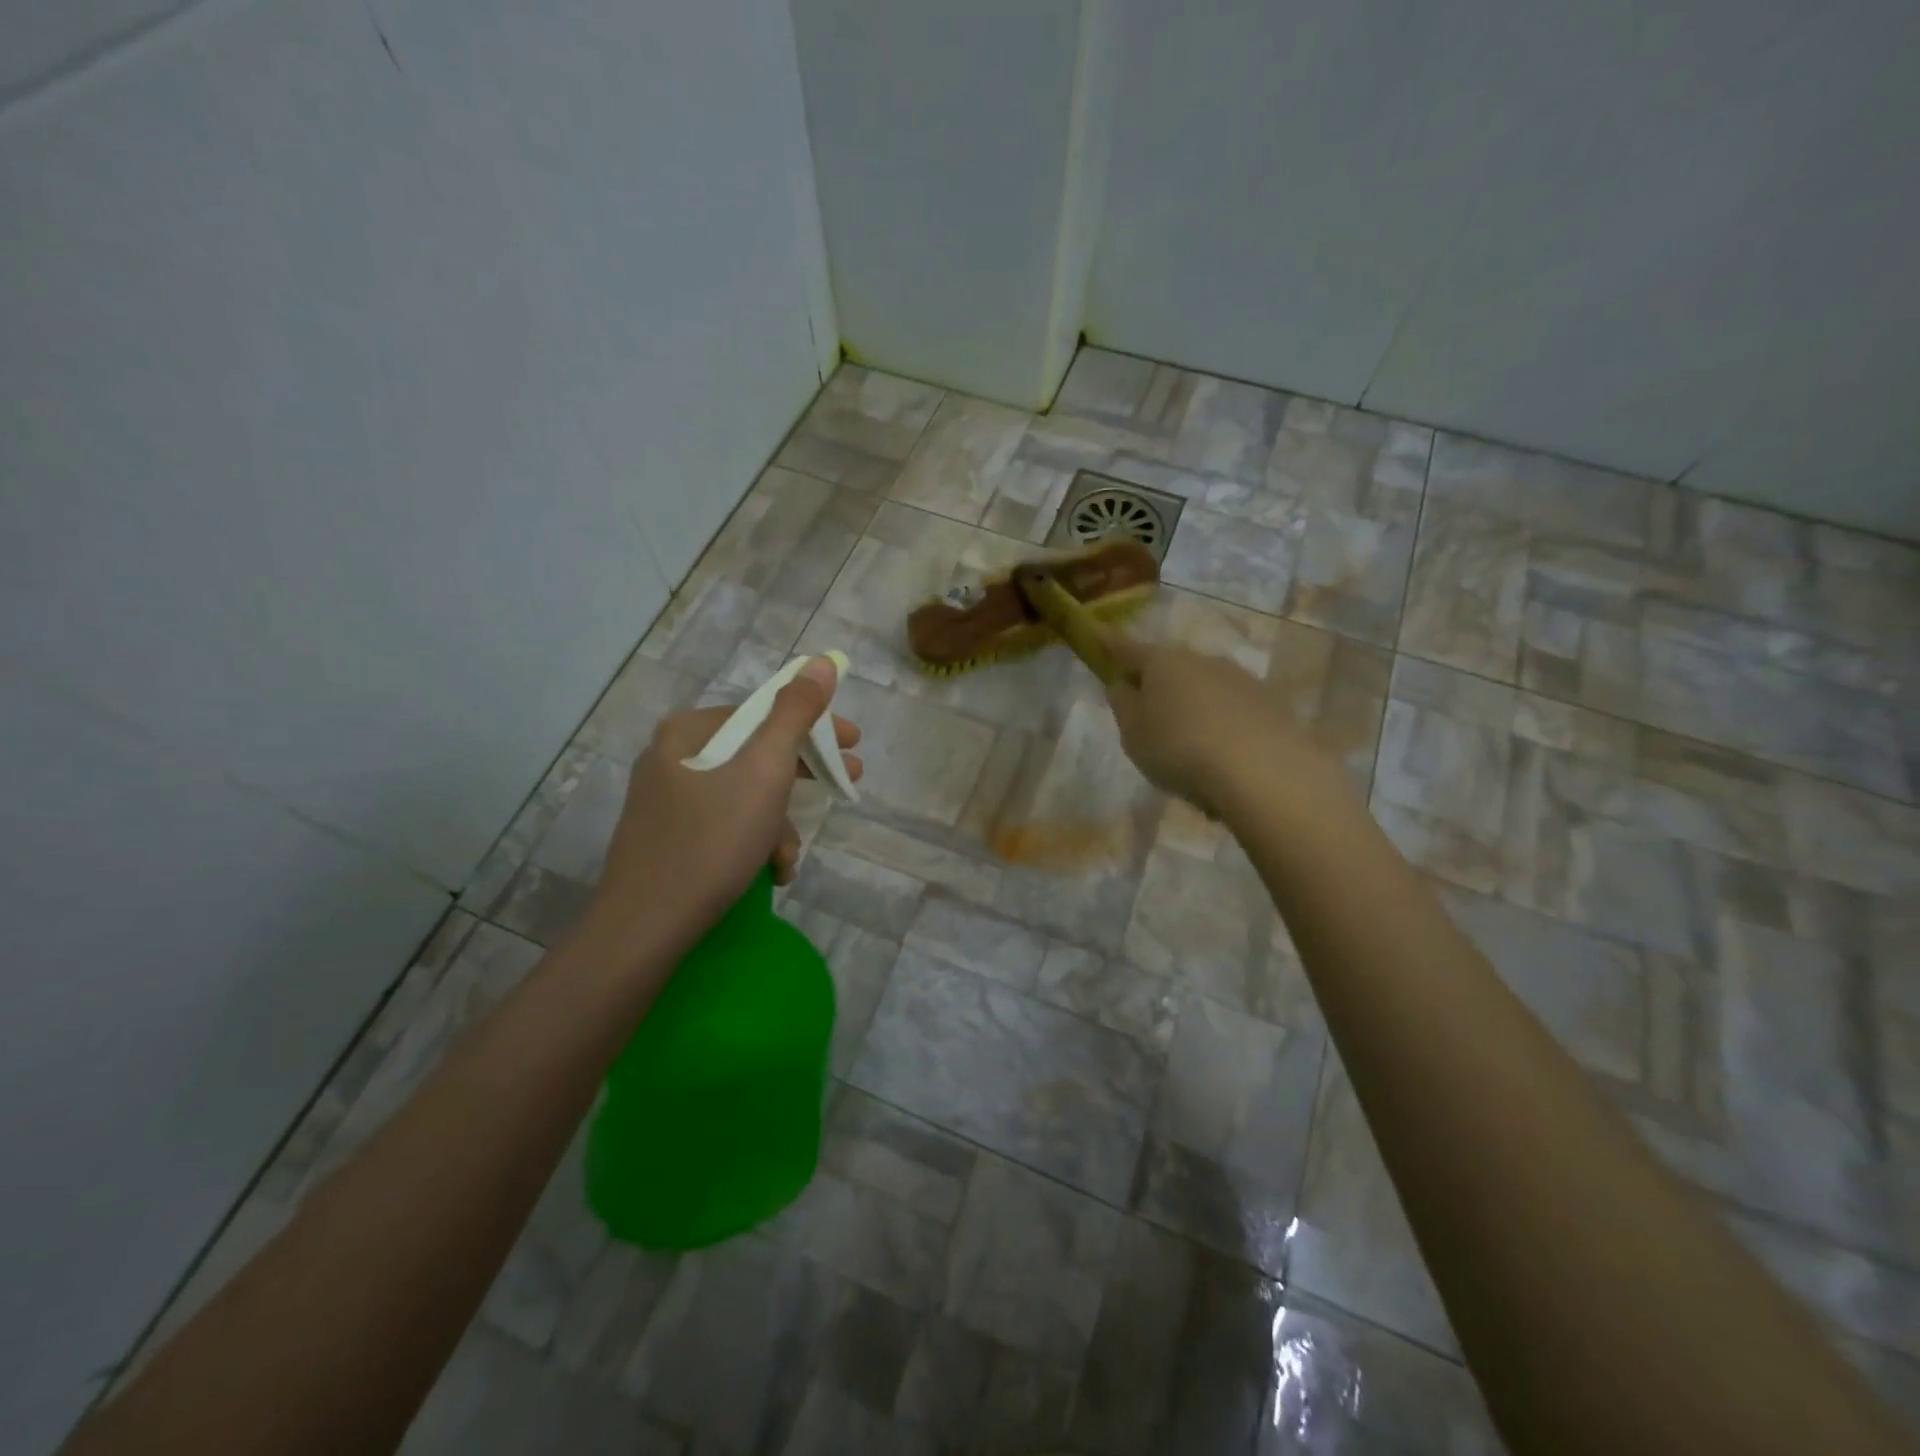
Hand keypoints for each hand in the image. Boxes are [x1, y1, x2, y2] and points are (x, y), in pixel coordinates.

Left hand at [584, 657, 861, 950]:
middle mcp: (672, 756)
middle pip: (756, 753)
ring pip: (744, 794)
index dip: (815, 726)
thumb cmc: (712, 840)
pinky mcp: (668, 838)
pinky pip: (725, 823)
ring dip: (778, 823)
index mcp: (689, 730)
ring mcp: (667, 800)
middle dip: (803, 777)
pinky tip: (768, 872)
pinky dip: (753, 842)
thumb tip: (821, 661)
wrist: (645, 927)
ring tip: (789, 859)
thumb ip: (796, 713)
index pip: (765, 712)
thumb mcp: (765, 770)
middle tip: (847, 783)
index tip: (853, 744)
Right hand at [1100, 630, 1324, 812]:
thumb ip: (1123, 706)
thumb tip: (1123, 684)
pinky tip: (1220, 757)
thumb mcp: (1133, 734)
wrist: (1263, 770)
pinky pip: (1231, 710)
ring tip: (1187, 747)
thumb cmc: (1180, 749)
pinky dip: (1220, 725)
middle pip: (1170, 667)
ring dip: (1191, 706)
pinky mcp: (1270, 703)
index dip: (1109, 644)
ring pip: (1203, 688)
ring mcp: (1240, 678)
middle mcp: (1202, 660)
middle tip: (1146, 715)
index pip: (1127, 648)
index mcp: (1162, 662)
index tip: (1097, 635)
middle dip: (1156, 684)